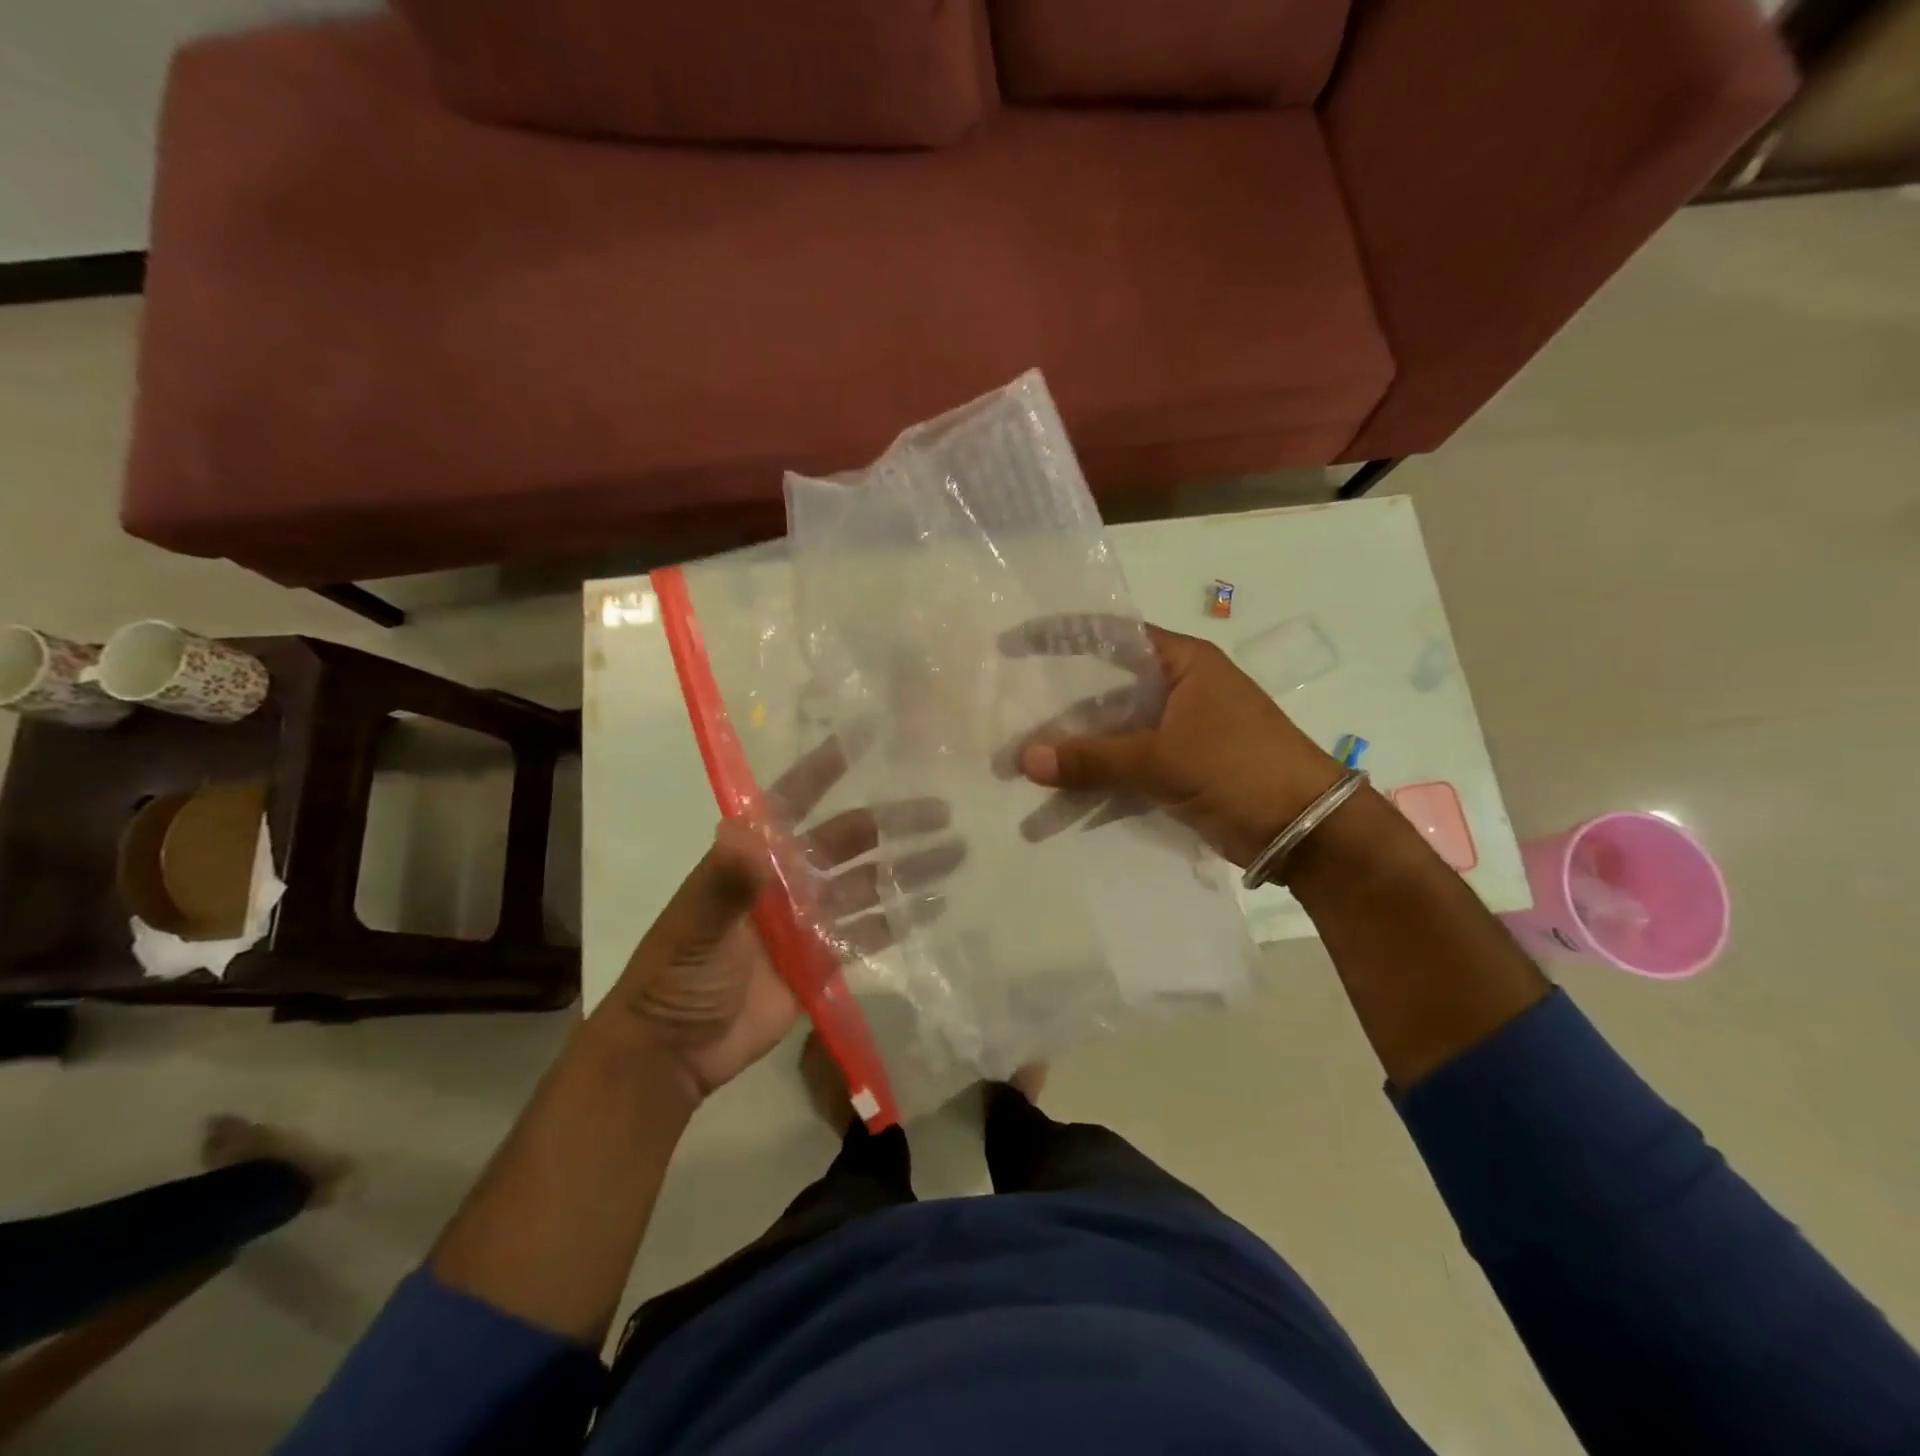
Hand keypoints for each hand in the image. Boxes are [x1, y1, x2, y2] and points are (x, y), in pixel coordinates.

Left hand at [601, 732, 961, 1101]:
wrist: (675, 1051)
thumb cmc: (678, 977)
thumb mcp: (695, 927)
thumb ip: (724, 884)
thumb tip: (744, 832)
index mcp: (755, 857)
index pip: (794, 799)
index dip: (826, 768)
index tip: (866, 738)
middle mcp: (789, 878)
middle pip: (849, 839)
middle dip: (894, 822)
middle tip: (943, 809)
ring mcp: (809, 918)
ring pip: (869, 883)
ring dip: (908, 868)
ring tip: (955, 852)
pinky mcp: (824, 958)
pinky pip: (869, 931)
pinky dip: (901, 919)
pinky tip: (935, 905)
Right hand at [1000, 616, 1342, 867]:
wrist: (1307, 831)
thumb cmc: (1241, 770)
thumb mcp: (1164, 759)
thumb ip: (1093, 759)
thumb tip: (1023, 760)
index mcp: (1182, 663)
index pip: (1110, 636)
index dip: (1060, 637)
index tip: (1013, 647)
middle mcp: (1177, 689)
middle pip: (1104, 690)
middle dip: (1057, 711)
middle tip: (1007, 721)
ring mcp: (1177, 732)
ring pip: (1111, 735)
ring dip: (1073, 755)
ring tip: (1022, 773)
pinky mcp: (1178, 770)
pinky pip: (1125, 769)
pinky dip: (1096, 784)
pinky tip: (1058, 804)